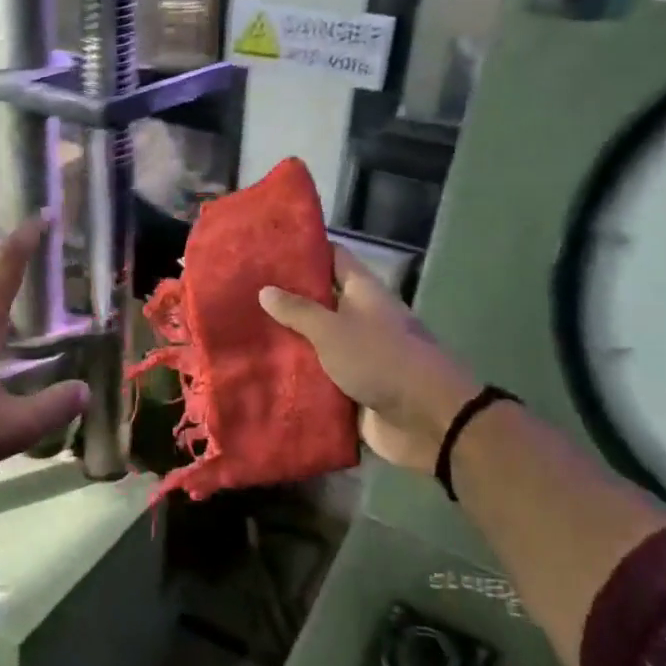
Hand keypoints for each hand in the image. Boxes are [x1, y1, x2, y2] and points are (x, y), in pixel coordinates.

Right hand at [258, 247, 477, 472]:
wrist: (426, 420)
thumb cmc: (381, 360)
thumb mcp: (333, 330)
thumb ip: (299, 311)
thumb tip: (265, 289)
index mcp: (363, 293)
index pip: (333, 258)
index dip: (305, 249)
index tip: (270, 246)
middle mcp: (359, 318)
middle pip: (319, 301)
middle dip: (284, 299)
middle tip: (241, 292)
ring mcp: (355, 354)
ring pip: (314, 341)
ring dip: (285, 340)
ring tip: (239, 330)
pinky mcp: (350, 388)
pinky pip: (316, 377)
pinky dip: (293, 376)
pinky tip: (257, 372)